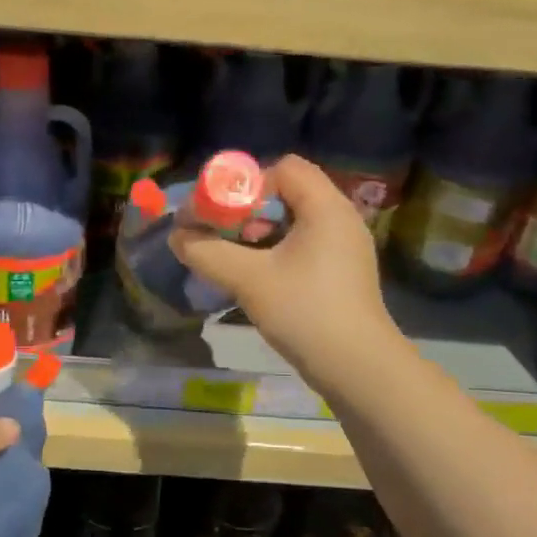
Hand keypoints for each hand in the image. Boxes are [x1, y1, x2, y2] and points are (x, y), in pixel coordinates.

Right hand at [170, 154, 396, 383]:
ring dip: (260, 232)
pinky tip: (260, 277)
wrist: (359, 369)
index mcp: (326, 207)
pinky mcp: (343, 271)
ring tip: (238, 258)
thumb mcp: (248, 280)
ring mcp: (346, 246)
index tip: (223, 213)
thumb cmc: (305, 312)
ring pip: (295, 220)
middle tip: (225, 235)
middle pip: (288, 191)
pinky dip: (278, 250)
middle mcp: (341, 218)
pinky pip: (305, 244)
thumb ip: (207, 252)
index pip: (284, 167)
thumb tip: (177, 236)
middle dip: (249, 209)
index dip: (248, 183)